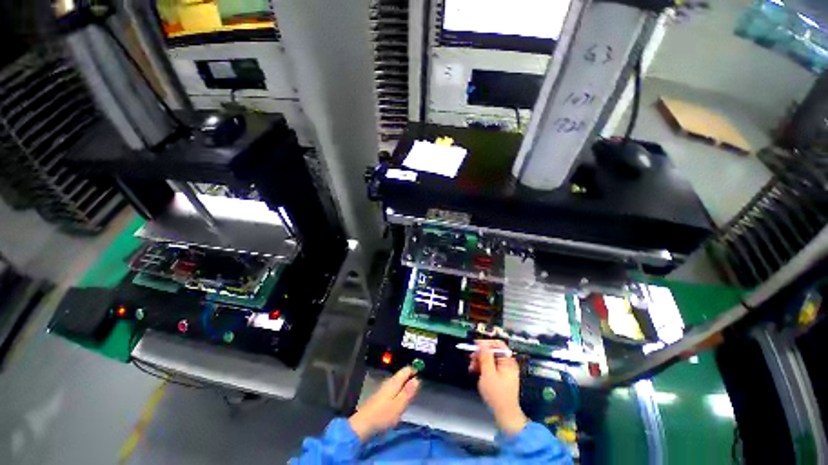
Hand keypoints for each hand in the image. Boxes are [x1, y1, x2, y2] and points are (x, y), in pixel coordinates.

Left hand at [349, 366, 419, 440]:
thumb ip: (408, 392)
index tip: (423, 378)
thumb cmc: (383, 415)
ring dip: (405, 388)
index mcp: (393, 383)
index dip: (415, 371)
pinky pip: (393, 391)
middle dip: (411, 380)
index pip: (406, 370)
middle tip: (419, 389)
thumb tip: (417, 379)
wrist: (363, 425)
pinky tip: (401, 402)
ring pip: (397, 384)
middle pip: (401, 376)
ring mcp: (382, 391)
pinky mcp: (379, 398)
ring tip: (413, 396)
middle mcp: (387, 384)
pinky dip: (399, 394)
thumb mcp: (399, 405)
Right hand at [469, 340, 527, 435]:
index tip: (473, 346)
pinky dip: (484, 369)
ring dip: (481, 363)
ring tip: (472, 369)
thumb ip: (485, 357)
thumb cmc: (496, 393)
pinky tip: (477, 374)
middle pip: (494, 353)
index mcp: (508, 361)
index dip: (485, 343)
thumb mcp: (488, 374)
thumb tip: (482, 343)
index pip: (498, 345)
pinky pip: (493, 369)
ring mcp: (506, 372)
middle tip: (470, 360)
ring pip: (492, 361)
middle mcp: (509, 364)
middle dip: (481, 355)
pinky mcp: (502, 378)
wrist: (504, 411)